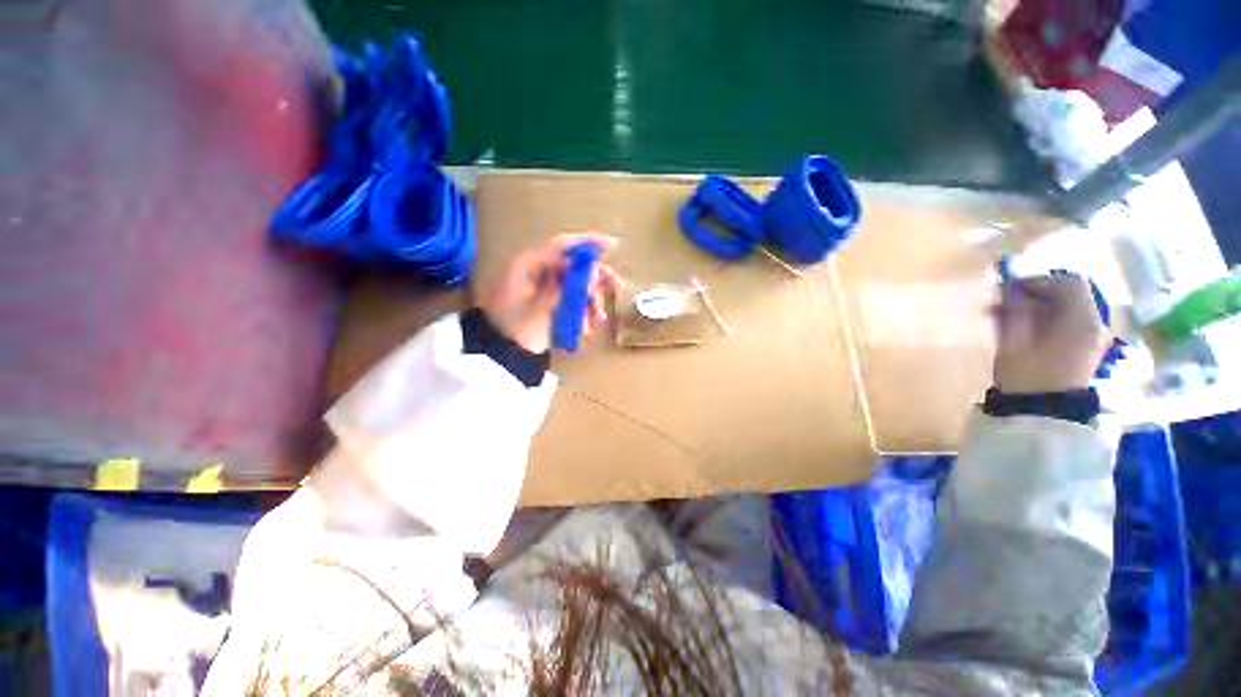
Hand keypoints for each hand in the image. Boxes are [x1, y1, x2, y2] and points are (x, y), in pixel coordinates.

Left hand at [479, 232, 623, 353]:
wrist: (504, 353)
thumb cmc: (515, 329)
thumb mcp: (538, 309)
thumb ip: (564, 290)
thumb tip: (591, 276)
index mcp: (529, 265)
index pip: (561, 246)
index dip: (588, 243)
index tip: (613, 245)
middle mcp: (540, 272)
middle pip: (574, 265)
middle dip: (597, 277)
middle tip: (617, 286)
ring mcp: (546, 288)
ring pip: (577, 285)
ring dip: (592, 300)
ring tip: (599, 318)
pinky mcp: (552, 303)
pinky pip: (573, 301)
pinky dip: (584, 311)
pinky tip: (588, 327)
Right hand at [993, 274, 1110, 393]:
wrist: (1043, 415)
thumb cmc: (1027, 377)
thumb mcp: (1014, 342)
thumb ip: (1016, 312)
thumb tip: (1011, 290)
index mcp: (1082, 320)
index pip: (1068, 282)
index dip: (1038, 281)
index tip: (1009, 290)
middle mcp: (1094, 324)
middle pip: (1068, 294)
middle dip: (1034, 294)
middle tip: (1002, 303)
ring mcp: (1091, 338)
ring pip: (1065, 308)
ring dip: (1036, 307)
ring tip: (1004, 316)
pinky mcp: (1083, 349)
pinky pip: (1066, 322)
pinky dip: (1044, 319)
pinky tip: (1020, 328)